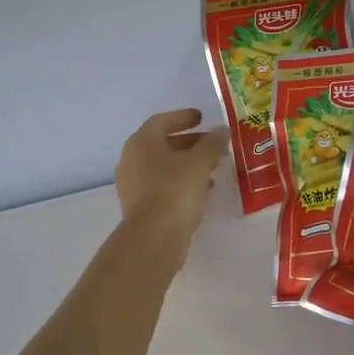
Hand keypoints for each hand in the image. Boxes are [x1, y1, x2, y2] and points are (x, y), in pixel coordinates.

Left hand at [115, 109, 226, 257]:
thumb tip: (221, 131)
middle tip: (212, 144)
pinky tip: (201, 190)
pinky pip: (162, 186)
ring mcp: (132, 184)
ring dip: (187, 165)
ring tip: (212, 169)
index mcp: (142, 142)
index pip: (162, 121)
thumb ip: (212, 144)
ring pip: (163, 167)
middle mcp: (132, 159)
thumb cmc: (175, 190)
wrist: (154, 237)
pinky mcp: (139, 206)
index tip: (202, 117)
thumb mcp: (200, 162)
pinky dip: (181, 182)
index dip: (183, 117)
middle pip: (162, 144)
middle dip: (189, 143)